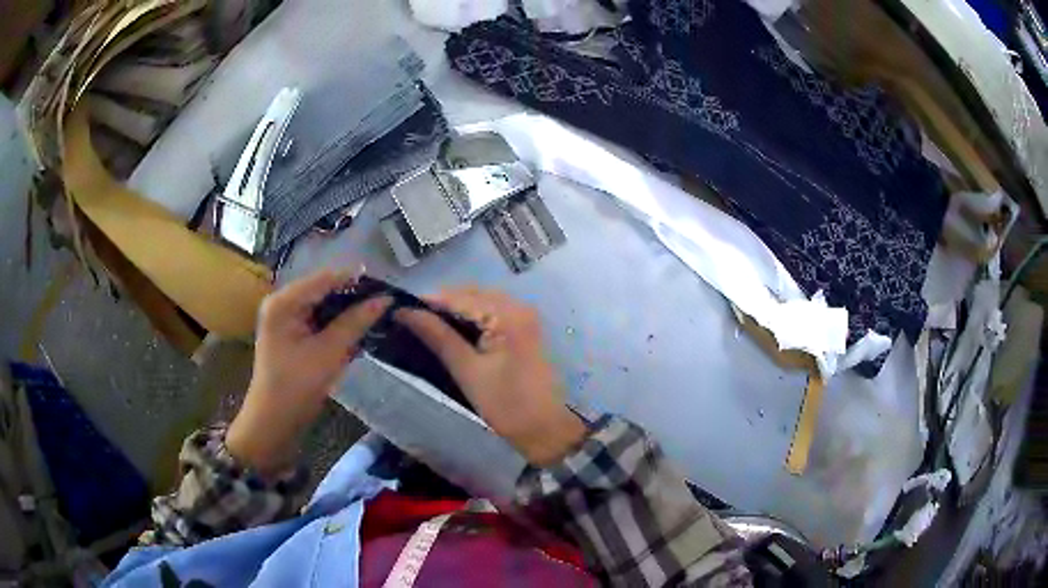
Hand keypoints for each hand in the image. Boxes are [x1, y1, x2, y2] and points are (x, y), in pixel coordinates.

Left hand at [227, 270, 390, 474]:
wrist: (274, 422)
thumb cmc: (297, 386)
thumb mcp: (329, 352)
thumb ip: (356, 322)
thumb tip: (385, 298)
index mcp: (285, 302)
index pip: (325, 278)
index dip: (356, 280)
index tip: (388, 286)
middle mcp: (283, 303)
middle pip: (324, 289)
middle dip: (353, 297)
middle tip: (385, 303)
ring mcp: (286, 318)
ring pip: (323, 305)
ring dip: (347, 312)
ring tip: (378, 315)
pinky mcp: (292, 334)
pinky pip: (319, 320)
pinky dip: (337, 325)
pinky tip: (359, 332)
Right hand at [396, 287, 586, 465]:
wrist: (545, 429)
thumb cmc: (506, 404)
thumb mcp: (467, 370)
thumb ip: (437, 336)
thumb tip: (405, 312)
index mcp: (507, 314)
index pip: (459, 297)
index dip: (427, 301)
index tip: (398, 310)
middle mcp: (518, 306)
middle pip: (470, 294)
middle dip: (440, 304)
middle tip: (410, 320)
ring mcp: (524, 316)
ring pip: (480, 302)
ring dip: (454, 311)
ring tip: (425, 325)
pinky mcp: (524, 329)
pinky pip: (492, 313)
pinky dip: (471, 318)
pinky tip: (451, 332)